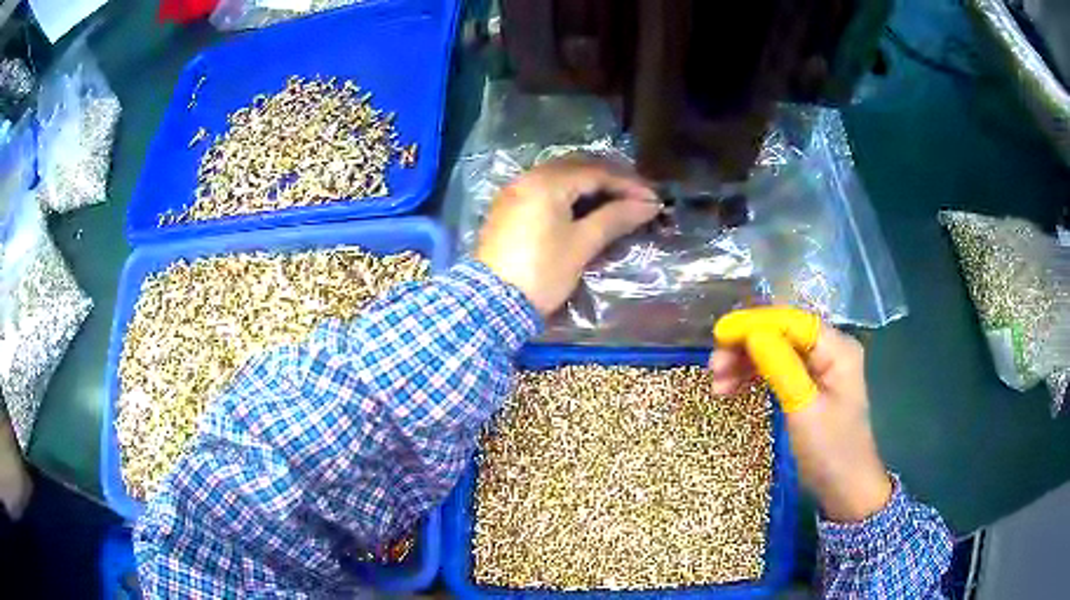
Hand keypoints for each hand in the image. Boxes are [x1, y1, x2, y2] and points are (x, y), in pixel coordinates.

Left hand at [475, 157, 659, 316]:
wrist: (492, 304)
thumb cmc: (542, 272)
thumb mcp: (581, 245)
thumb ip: (615, 218)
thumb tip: (649, 205)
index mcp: (546, 182)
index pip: (596, 173)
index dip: (628, 185)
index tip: (653, 200)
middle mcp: (528, 178)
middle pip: (577, 167)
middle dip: (610, 179)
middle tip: (637, 196)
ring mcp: (515, 192)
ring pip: (560, 177)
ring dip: (590, 184)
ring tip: (617, 200)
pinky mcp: (508, 208)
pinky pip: (545, 189)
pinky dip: (569, 193)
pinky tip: (585, 206)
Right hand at [709, 308, 892, 522]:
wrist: (845, 489)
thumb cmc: (829, 450)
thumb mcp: (803, 409)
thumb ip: (780, 366)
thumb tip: (751, 333)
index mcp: (837, 348)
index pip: (791, 321)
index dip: (753, 324)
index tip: (718, 336)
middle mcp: (829, 350)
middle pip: (781, 333)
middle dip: (746, 346)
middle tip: (714, 368)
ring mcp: (820, 368)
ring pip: (776, 351)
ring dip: (745, 363)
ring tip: (718, 386)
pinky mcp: (809, 386)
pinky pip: (778, 370)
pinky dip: (755, 377)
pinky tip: (732, 389)